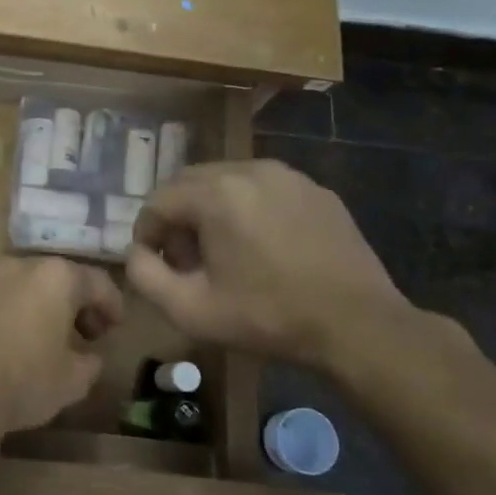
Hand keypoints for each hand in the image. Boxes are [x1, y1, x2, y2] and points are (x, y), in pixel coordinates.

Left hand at [0, 256, 122, 437]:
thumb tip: (88, 357)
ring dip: (38, 307)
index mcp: (55, 277)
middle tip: (82, 334)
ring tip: (43, 340)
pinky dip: (8, 314)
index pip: (97, 282)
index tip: (115, 328)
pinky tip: (8, 344)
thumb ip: (89, 363)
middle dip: (73, 304)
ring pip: (22, 287)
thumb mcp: (72, 381)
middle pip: (57, 279)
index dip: (112, 305)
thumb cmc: (22, 381)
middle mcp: (19, 265)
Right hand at [125, 160, 407, 368]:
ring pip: (228, 182)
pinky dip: (249, 209)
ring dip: (212, 211)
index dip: (148, 234)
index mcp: (216, 194)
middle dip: (178, 217)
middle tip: (187, 259)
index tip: (157, 265)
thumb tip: (137, 253)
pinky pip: (265, 190)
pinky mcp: (317, 190)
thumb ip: (146, 276)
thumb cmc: (268, 317)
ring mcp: (288, 176)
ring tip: (225, 253)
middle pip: (190, 183)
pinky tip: (264, 248)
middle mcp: (250, 169)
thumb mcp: (191, 310)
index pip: (158, 200)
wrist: (358, 325)